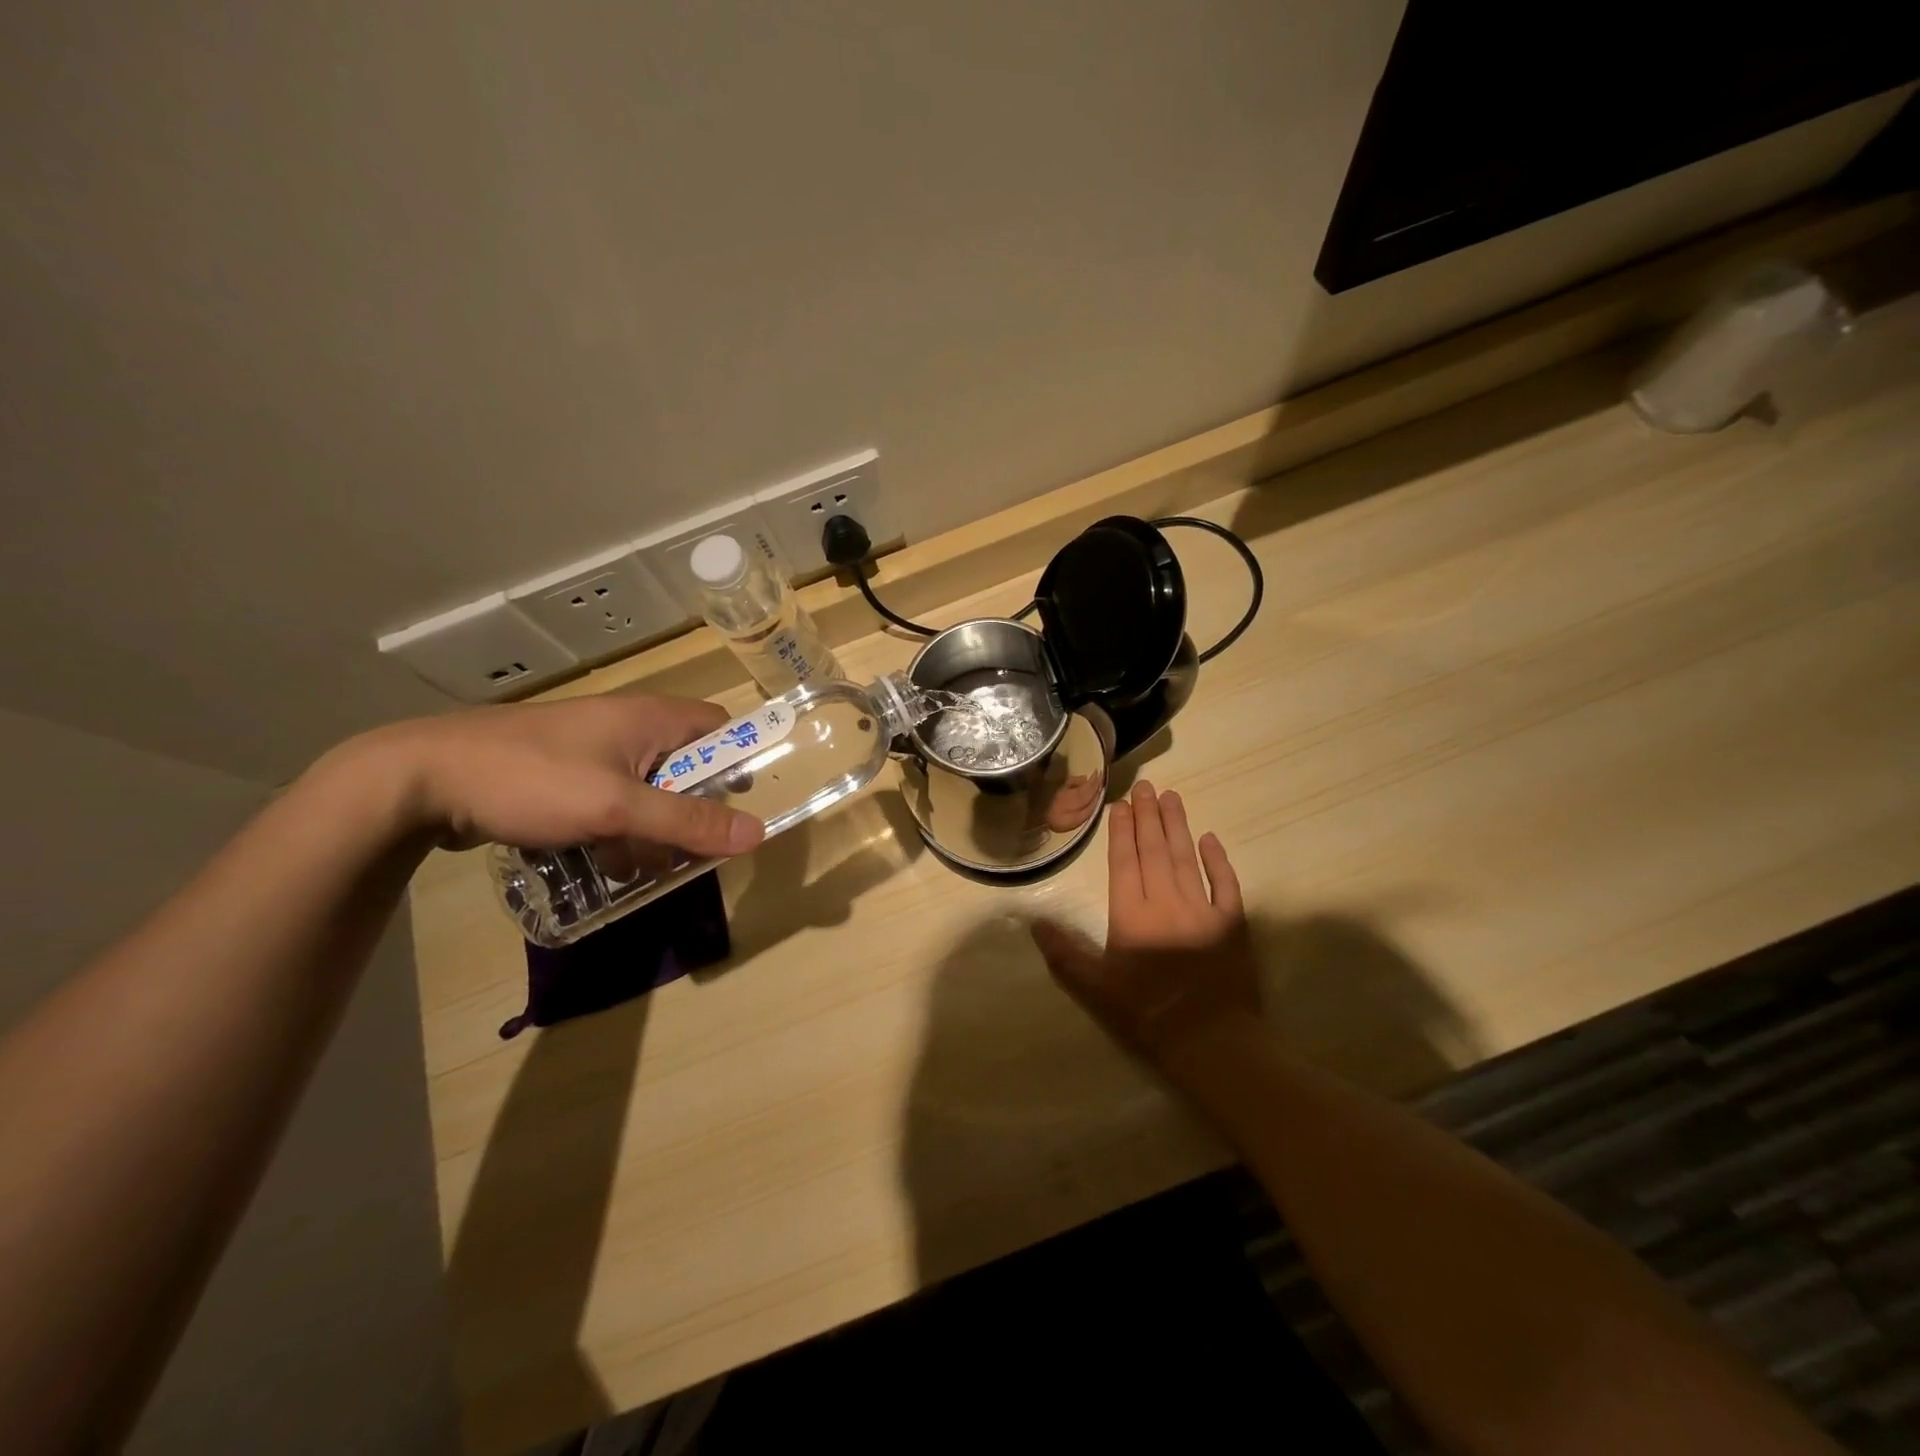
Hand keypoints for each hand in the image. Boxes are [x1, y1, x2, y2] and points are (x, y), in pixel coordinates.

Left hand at [348, 693, 765, 859]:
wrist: (421, 779)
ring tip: (630, 867)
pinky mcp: (567, 774)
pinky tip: (596, 861)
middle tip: (683, 851)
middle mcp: (631, 727)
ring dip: (649, 832)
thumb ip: (688, 821)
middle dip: (688, 813)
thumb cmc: (533, 779)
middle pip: (688, 768)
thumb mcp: (617, 807)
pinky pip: (613, 803)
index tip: (737, 807)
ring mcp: (595, 750)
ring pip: (650, 792)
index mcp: (652, 717)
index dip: (738, 763)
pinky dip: (615, 831)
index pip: (722, 728)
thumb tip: (757, 834)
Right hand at [1031, 780, 1256, 1073]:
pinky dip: (1218, 860)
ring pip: (1186, 858)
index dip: (1122, 830)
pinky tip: (1210, 839)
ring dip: (1178, 826)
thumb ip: (1065, 954)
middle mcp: (1166, 901)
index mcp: (1132, 914)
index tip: (1121, 803)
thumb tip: (1034, 923)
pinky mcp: (1232, 924)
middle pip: (1155, 850)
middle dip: (1148, 817)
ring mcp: (1203, 909)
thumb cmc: (1147, 1013)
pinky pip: (1226, 884)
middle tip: (1147, 786)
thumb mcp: (1095, 989)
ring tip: (1172, 797)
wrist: (1211, 1041)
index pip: (1125, 861)